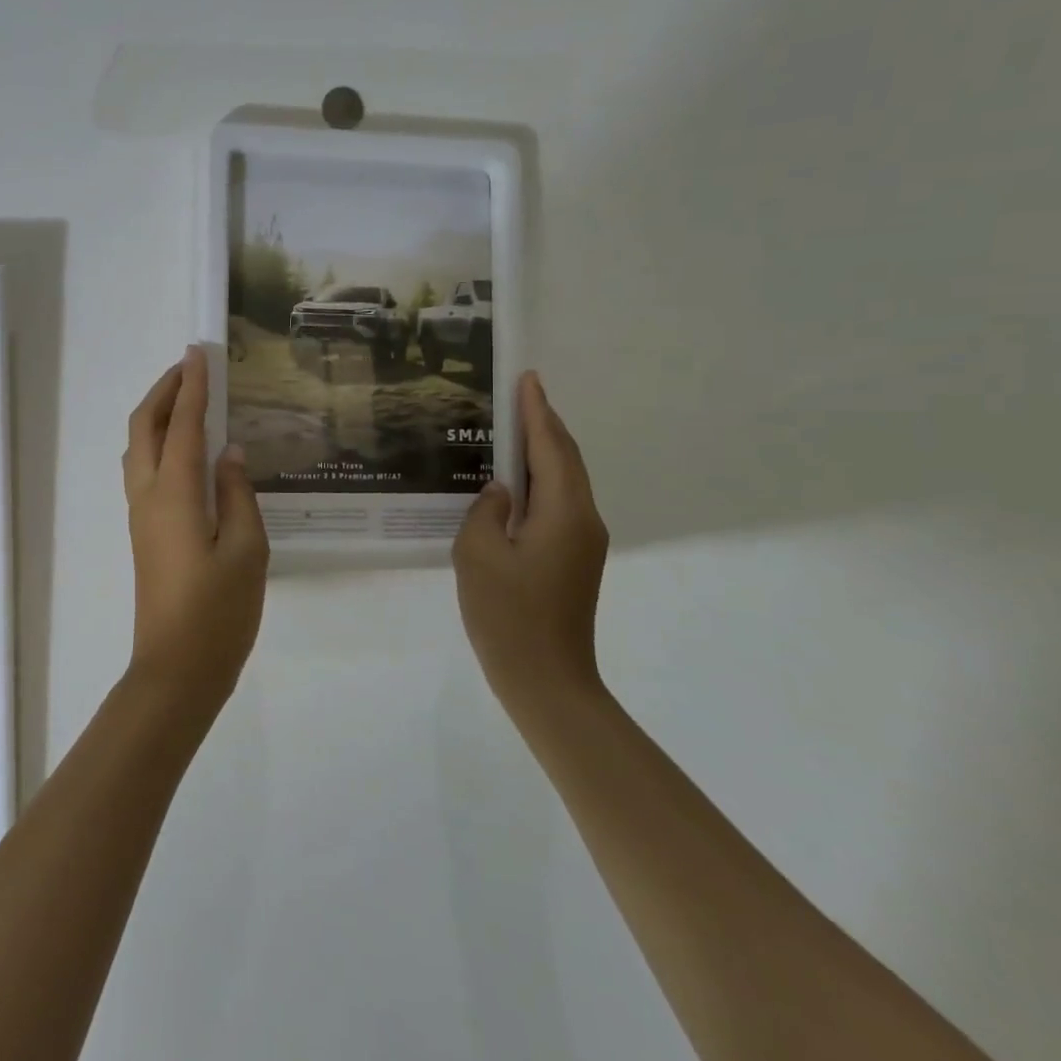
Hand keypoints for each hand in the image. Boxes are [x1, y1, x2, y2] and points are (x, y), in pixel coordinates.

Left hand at [122, 347, 269, 715]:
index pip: (181, 425)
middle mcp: (148, 496)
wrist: (176, 670)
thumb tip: (228, 453)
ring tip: (187, 400)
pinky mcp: (144, 533)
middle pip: (144, 428)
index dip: (192, 386)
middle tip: (190, 368)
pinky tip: (185, 450)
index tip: (199, 353)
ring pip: (137, 448)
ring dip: (157, 415)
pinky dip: (158, 442)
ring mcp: (141, 515)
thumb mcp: (246, 550)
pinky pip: (144, 470)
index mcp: (175, 494)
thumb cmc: (218, 612)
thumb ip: (238, 494)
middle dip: (164, 391)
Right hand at [452, 371, 609, 717]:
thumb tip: (500, 492)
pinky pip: (558, 504)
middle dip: (545, 424)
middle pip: (566, 459)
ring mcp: (582, 542)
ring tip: (513, 428)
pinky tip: (514, 482)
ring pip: (564, 482)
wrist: (546, 682)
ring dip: (543, 451)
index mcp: (564, 513)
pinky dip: (541, 480)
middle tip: (520, 394)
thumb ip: (485, 510)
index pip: (550, 447)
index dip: (537, 411)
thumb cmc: (507, 616)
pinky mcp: (573, 560)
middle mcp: (583, 520)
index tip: (528, 378)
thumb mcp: (477, 554)